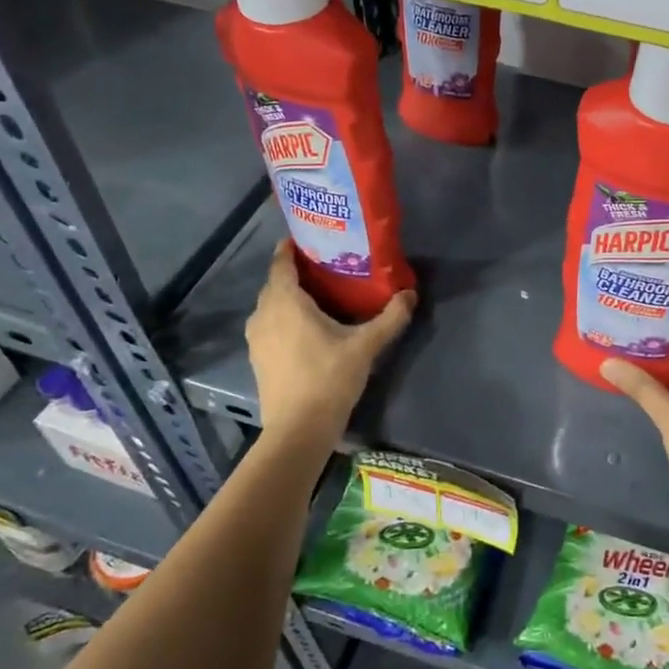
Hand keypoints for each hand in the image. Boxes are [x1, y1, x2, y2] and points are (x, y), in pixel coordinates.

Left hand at [245, 240, 414, 446]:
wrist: (298, 430)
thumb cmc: (328, 379)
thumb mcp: (365, 346)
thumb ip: (390, 318)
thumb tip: (411, 294)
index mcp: (285, 302)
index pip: (282, 263)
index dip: (291, 248)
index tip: (309, 238)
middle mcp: (264, 314)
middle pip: (276, 283)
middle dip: (295, 272)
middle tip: (325, 266)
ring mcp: (257, 338)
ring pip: (271, 306)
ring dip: (288, 297)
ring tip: (318, 295)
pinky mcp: (258, 358)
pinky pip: (269, 325)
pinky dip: (283, 318)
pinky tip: (306, 327)